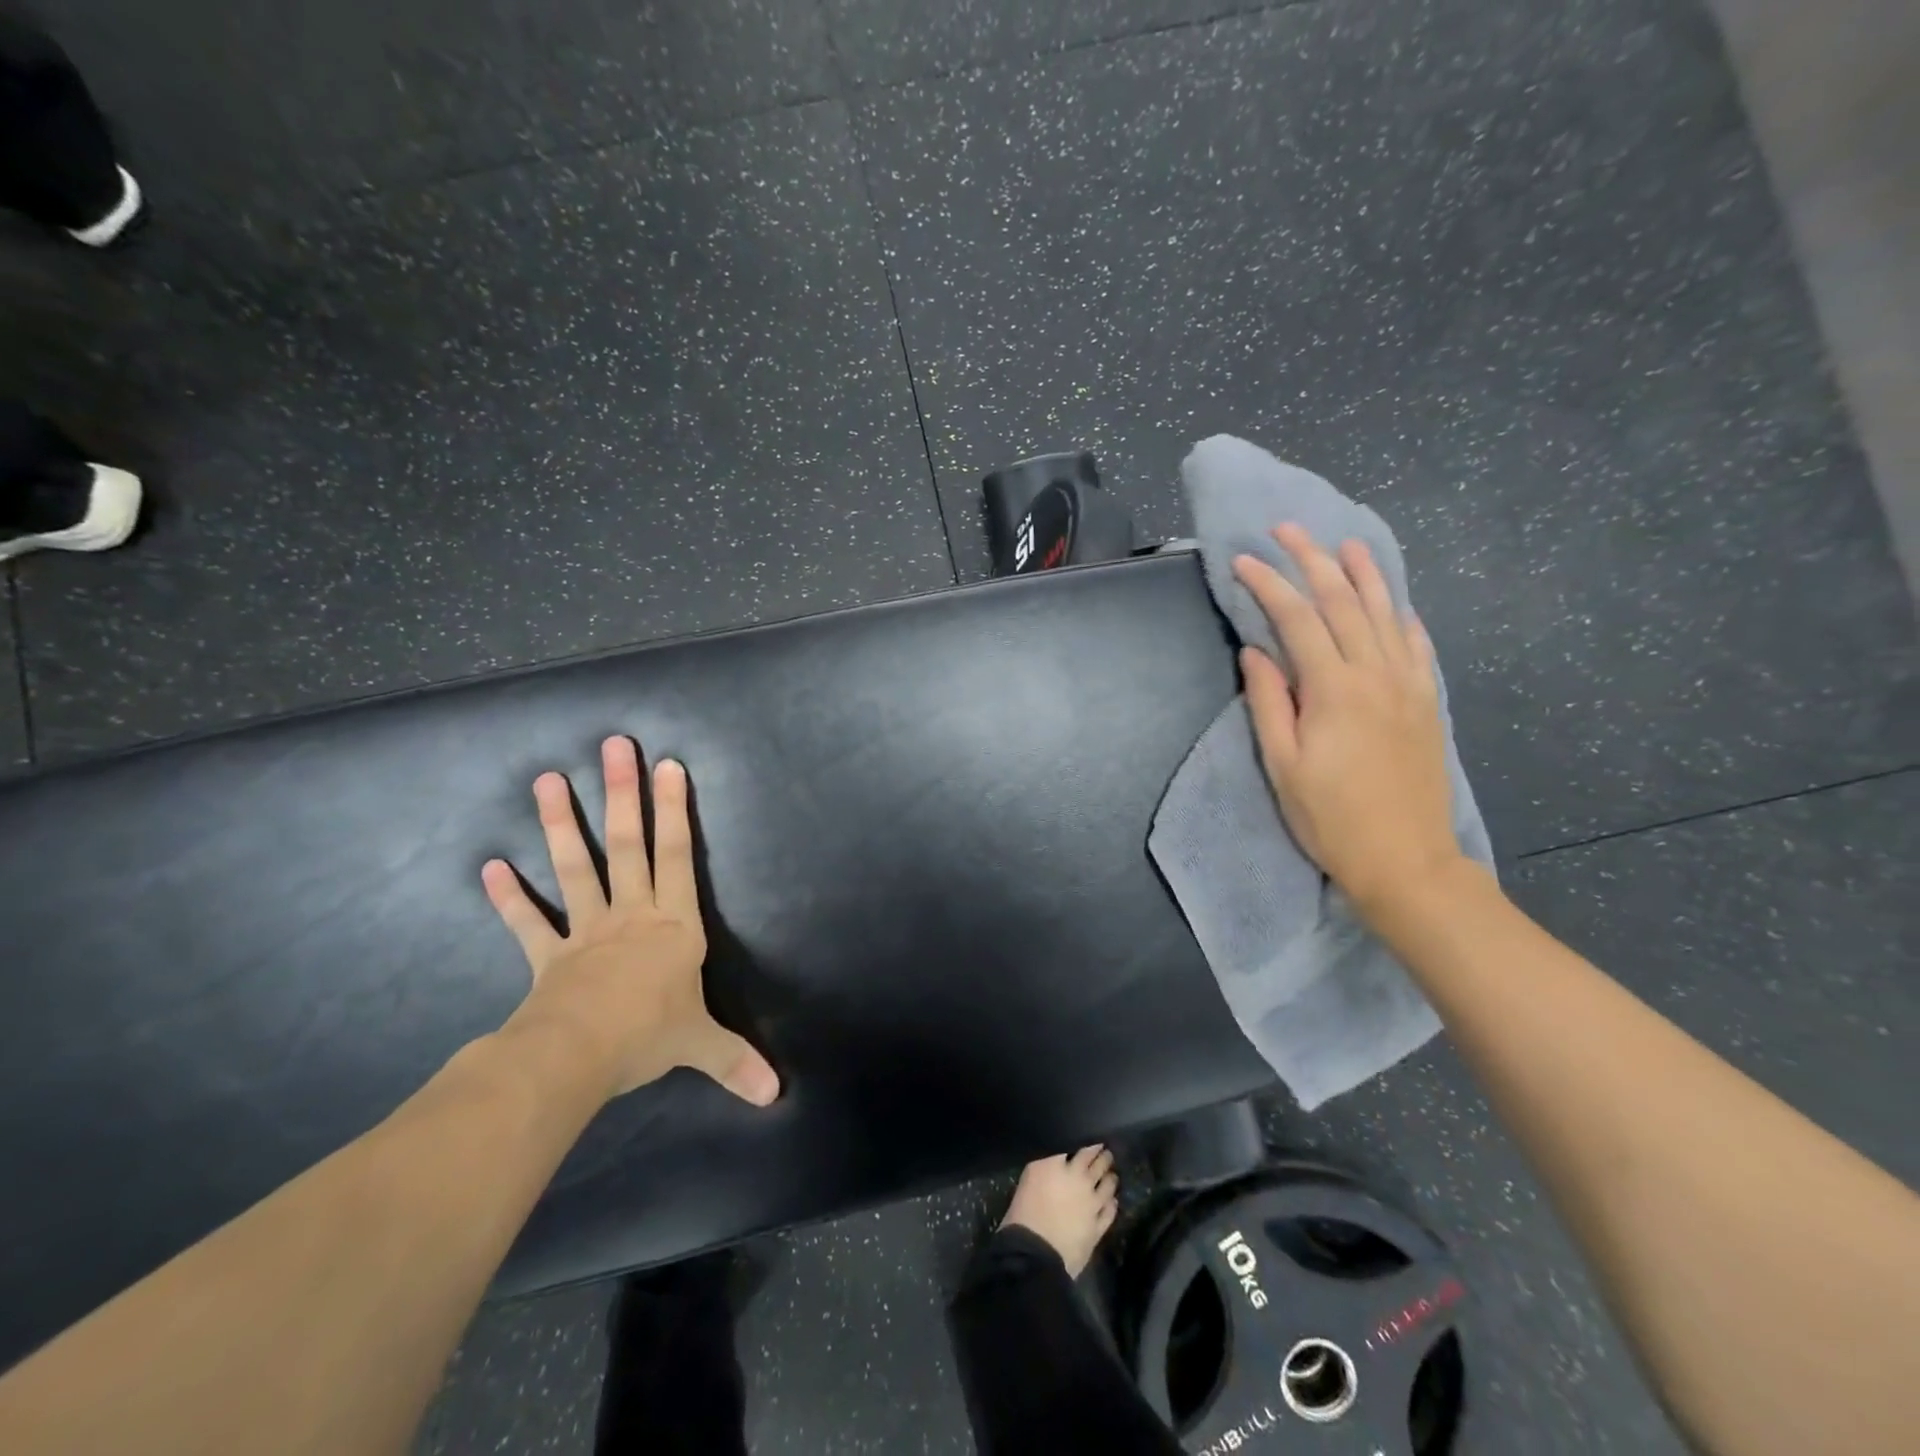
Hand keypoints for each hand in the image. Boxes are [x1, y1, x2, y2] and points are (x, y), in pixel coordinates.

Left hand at [481, 736, 779, 1105]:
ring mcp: (587, 931)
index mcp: (673, 925)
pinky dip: (508, 897)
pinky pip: (528, 923)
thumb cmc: (648, 1036)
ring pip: (575, 868)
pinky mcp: (549, 956)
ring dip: (560, 825)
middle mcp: (632, 915)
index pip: (679, 856)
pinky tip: (488, 867)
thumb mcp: (702, 1045)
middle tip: (613, 747)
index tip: (668, 767)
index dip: (675, 811)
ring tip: (546, 781)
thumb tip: (776, 1095)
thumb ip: (737, 1061)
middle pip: (627, 845)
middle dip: (622, 794)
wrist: (578, 1057)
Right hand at [1233, 525, 1464, 913]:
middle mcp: (1376, 674)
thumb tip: (1256, 652)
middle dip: (1313, 560)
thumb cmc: (1330, 818)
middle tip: (1289, 529)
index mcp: (1335, 689)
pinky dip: (1403, 617)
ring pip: (1386, 614)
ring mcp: (1409, 686)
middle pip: (1344, 603)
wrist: (1406, 861)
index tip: (1243, 561)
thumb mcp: (1282, 765)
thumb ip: (1270, 702)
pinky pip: (1417, 646)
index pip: (1298, 620)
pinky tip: (1395, 603)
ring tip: (1348, 543)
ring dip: (1364, 574)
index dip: (1269, 585)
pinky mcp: (1427, 703)